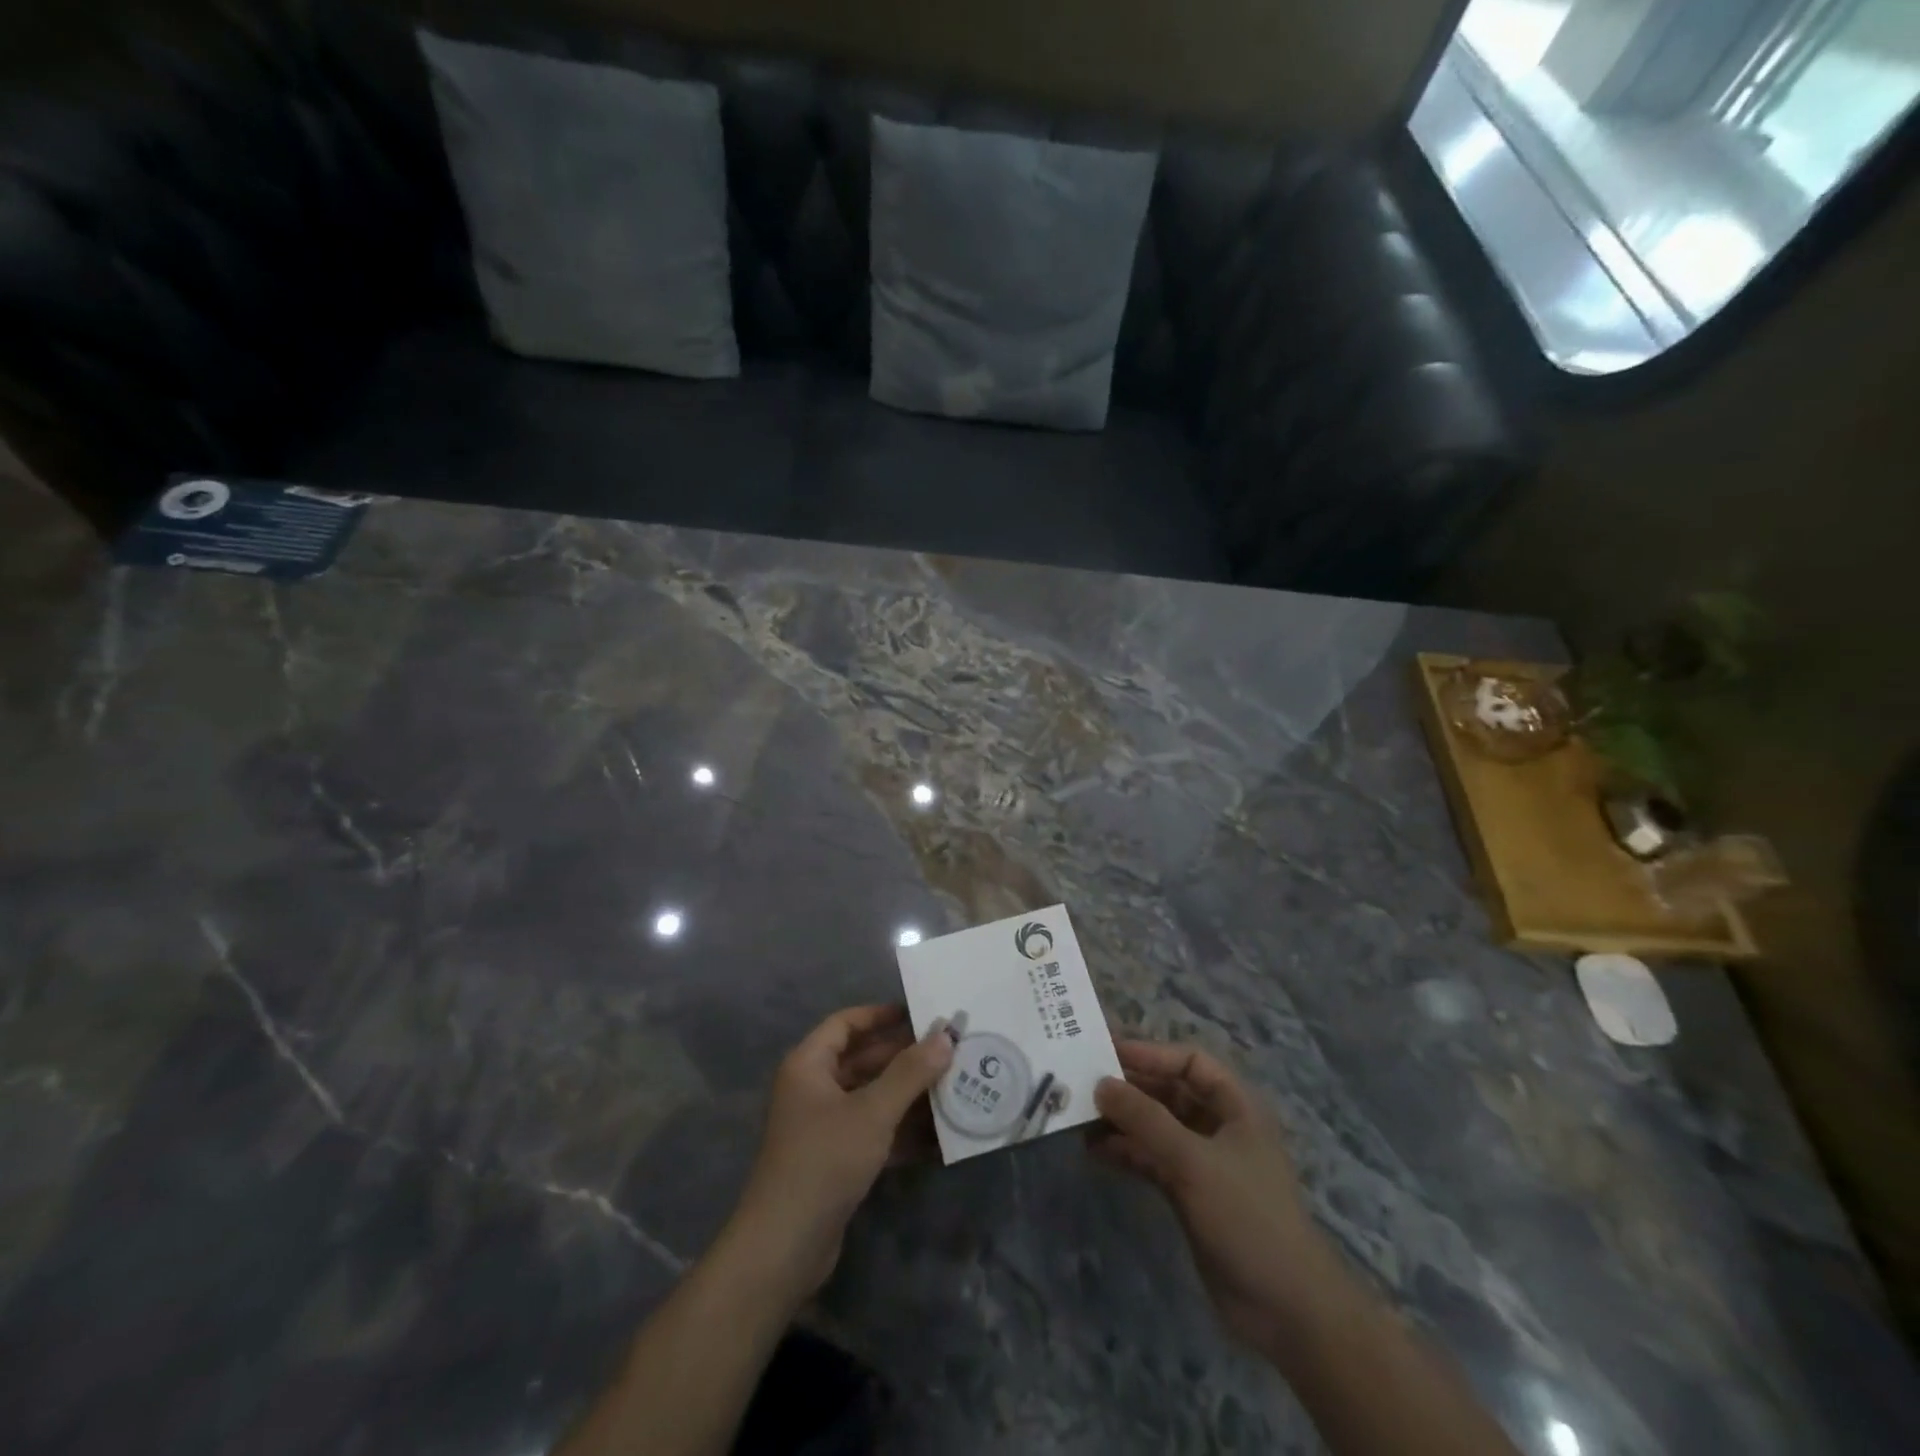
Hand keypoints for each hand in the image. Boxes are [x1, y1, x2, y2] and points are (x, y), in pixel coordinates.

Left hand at [729, 1005, 953, 1299]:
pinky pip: (872, 1130)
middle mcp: (812, 1088)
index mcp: (808, 1065)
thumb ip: (911, 1072)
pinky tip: (937, 1134)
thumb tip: (946, 1035)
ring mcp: (822, 1126)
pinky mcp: (834, 1160)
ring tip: (951, 1086)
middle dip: (903, 1057)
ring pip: (870, 1096)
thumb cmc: (824, 1161)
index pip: (846, 1023)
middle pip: (862, 1059)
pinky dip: (899, 1129)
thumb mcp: (873, 1112)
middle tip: (948, 1051)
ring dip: (906, 1094)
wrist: (784, 1247)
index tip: (921, 1014)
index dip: (881, 1015)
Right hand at [1090, 1040, 1338, 1353]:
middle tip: (1083, 1083)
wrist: (1285, 1309)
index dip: (1150, 1053)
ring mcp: (1203, 1162)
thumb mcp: (1193, 1161)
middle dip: (1129, 1088)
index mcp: (1235, 1106)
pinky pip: (1151, 1159)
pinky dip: (1126, 1152)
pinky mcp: (1189, 1194)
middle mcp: (1219, 1126)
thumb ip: (1145, 1119)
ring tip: (1080, 1119)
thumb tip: (1101, 1084)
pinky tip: (1095, 1152)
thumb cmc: (1247, 1216)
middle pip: (1168, 1092)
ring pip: (1156, 1126)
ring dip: (1122, 1121)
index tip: (1106, 1052)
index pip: (1189, 1061)